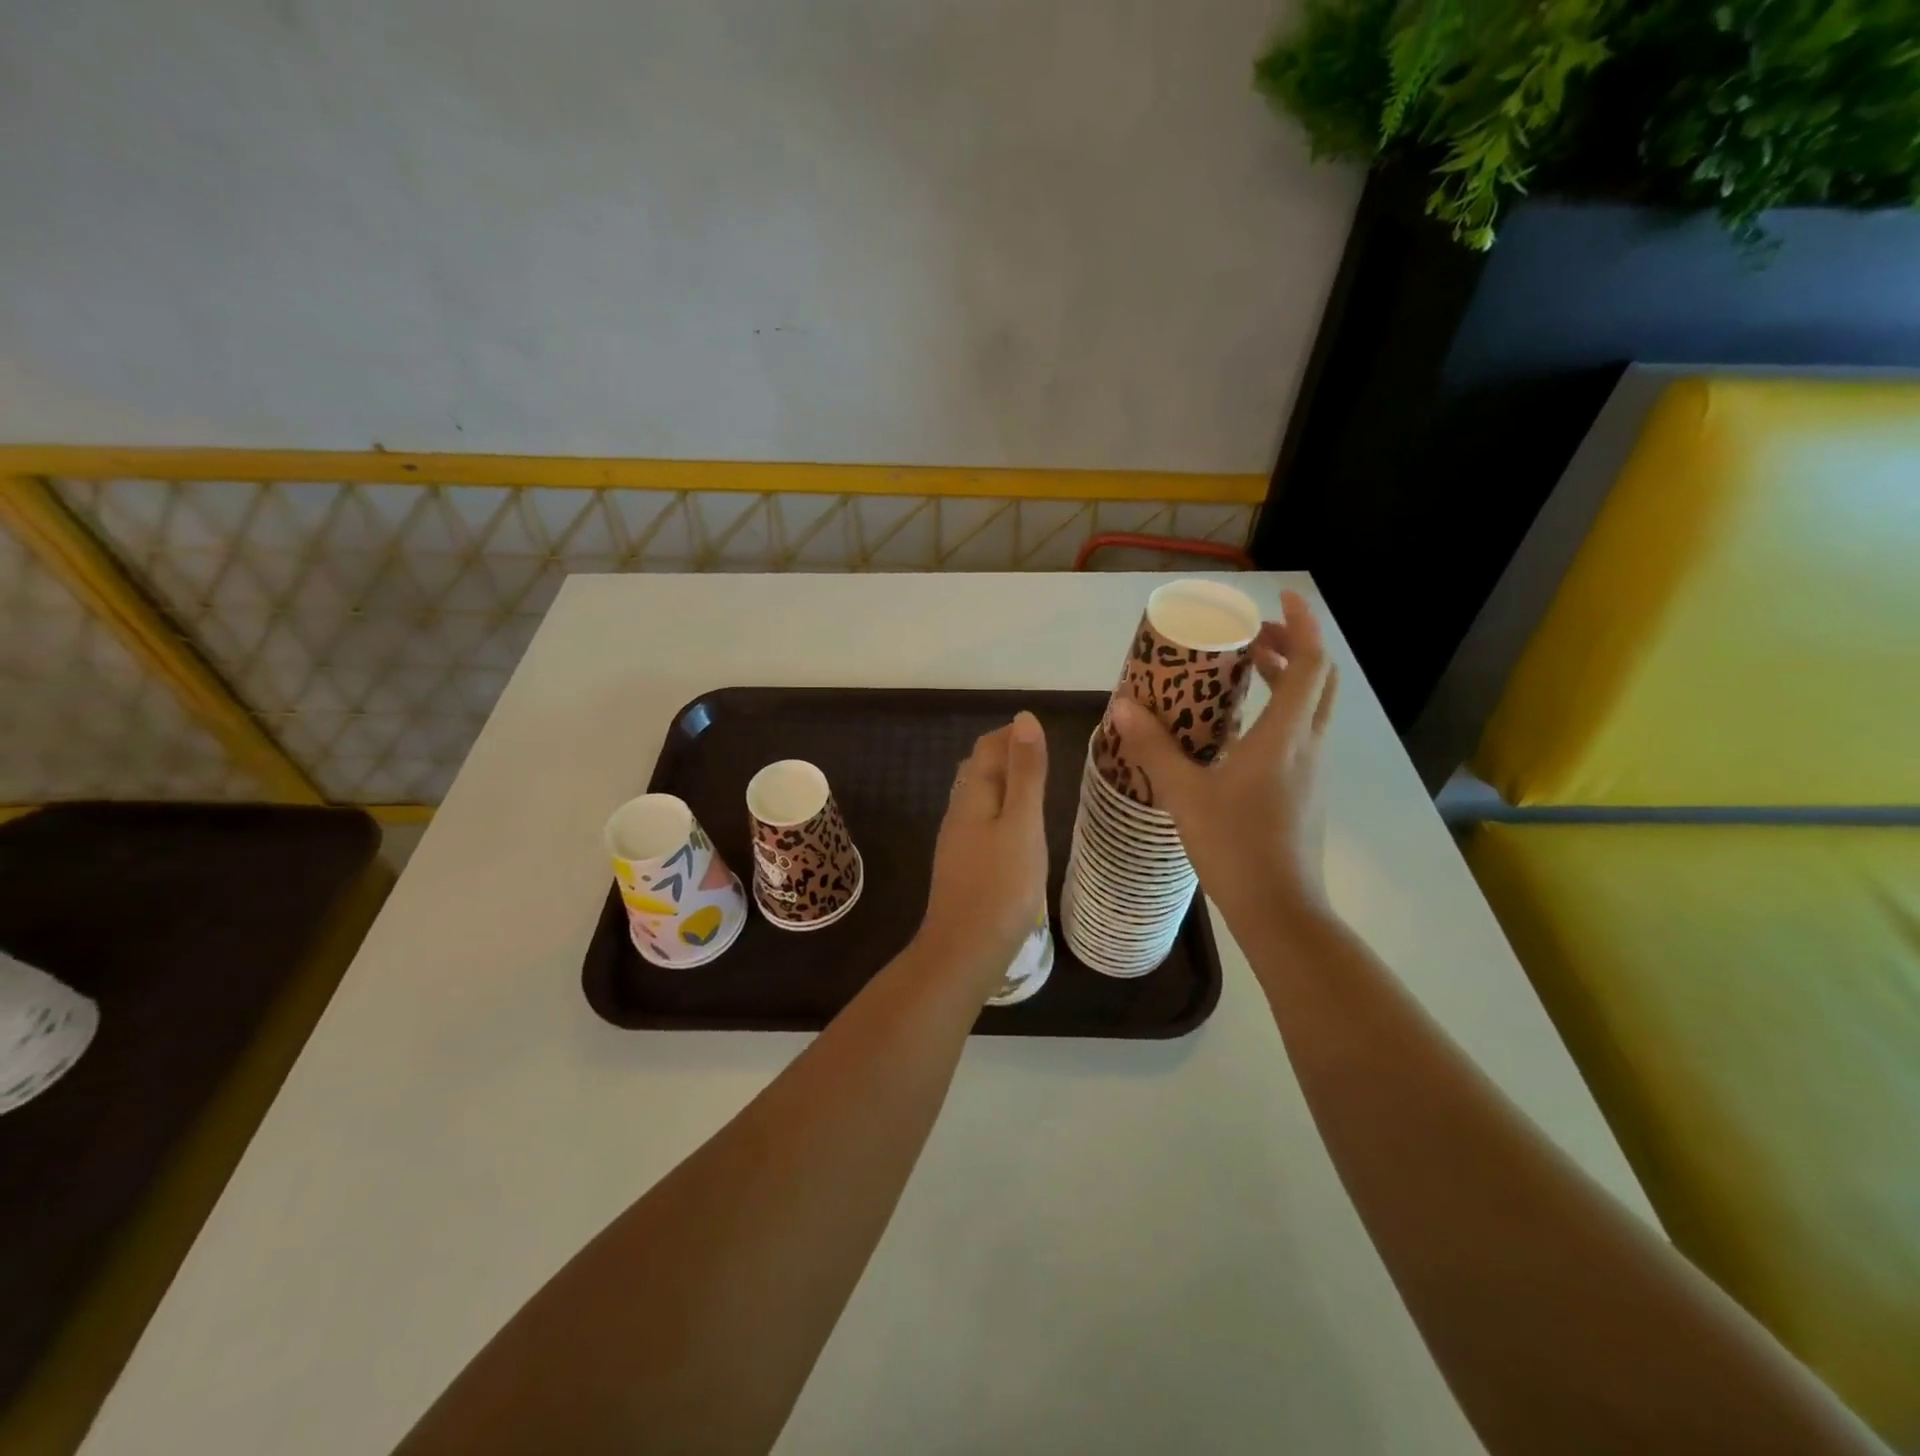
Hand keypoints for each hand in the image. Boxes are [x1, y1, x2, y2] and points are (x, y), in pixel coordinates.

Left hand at [917, 711, 1049, 991]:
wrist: (966, 951)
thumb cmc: (1002, 885)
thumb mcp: (1023, 823)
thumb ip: (1026, 773)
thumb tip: (1024, 718)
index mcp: (972, 797)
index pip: (986, 748)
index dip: (1011, 734)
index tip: (1043, 733)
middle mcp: (959, 813)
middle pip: (978, 771)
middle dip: (1006, 756)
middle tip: (1043, 758)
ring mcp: (958, 843)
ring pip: (978, 799)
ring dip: (1004, 786)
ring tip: (1037, 790)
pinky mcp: (964, 868)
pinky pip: (982, 825)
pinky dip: (1002, 813)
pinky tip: (1018, 832)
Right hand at [1110, 590, 1337, 932]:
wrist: (1279, 910)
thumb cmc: (1234, 846)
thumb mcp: (1184, 794)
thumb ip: (1154, 747)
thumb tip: (1122, 705)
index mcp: (1286, 736)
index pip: (1312, 663)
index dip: (1303, 625)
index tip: (1283, 598)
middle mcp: (1309, 745)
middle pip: (1320, 680)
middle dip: (1294, 647)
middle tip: (1252, 636)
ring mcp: (1312, 771)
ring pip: (1313, 708)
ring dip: (1289, 679)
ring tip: (1245, 671)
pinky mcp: (1306, 792)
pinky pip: (1301, 734)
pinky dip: (1281, 712)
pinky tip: (1240, 731)